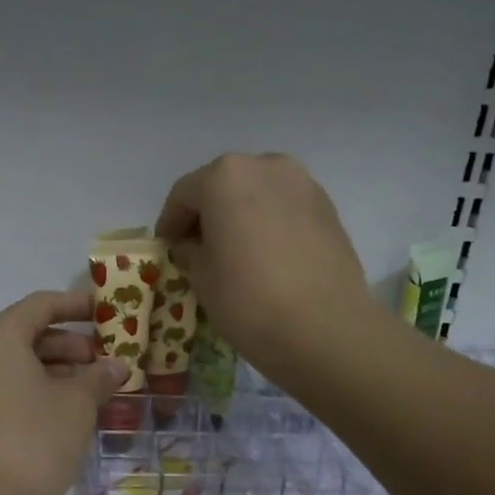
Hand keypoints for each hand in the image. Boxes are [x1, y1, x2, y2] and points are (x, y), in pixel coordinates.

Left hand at [0, 290, 129, 494]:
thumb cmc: (34, 442)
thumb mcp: (77, 405)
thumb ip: (99, 378)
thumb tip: (116, 366)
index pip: (41, 305)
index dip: (77, 305)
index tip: (107, 312)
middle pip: (26, 333)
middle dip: (69, 344)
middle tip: (104, 361)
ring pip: (15, 363)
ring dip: (54, 370)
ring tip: (92, 389)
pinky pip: (3, 388)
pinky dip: (33, 389)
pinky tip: (65, 411)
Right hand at [154, 153, 377, 376]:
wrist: (324, 328)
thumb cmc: (248, 300)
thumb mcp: (201, 276)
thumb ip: (190, 250)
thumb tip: (193, 244)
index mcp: (225, 176)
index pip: (184, 194)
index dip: (170, 222)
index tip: (166, 247)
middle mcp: (266, 166)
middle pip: (224, 185)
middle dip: (208, 213)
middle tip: (198, 247)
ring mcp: (303, 184)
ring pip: (258, 193)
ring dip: (241, 215)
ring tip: (235, 251)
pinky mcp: (328, 207)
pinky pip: (285, 207)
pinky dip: (269, 223)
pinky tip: (267, 255)